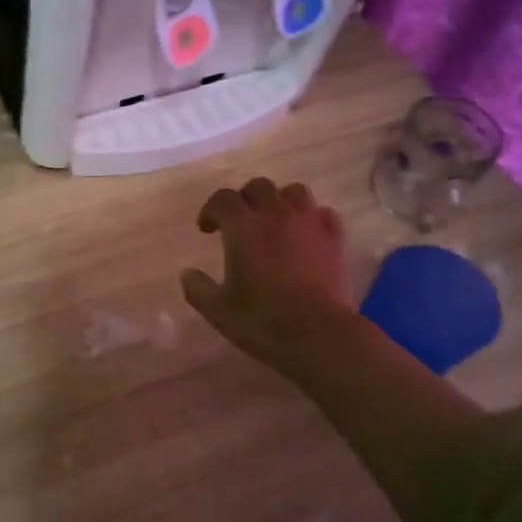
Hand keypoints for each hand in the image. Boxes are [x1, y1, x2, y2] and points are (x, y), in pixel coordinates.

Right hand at [180, 179, 354, 375]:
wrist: (319, 335)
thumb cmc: (263, 321)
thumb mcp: (218, 310)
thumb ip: (198, 288)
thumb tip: (186, 273)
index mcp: (243, 227)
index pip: (222, 199)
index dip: (211, 209)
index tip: (207, 229)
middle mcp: (275, 215)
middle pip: (258, 186)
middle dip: (245, 199)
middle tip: (240, 222)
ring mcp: (309, 223)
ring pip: (294, 191)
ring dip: (280, 201)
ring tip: (275, 221)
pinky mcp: (334, 238)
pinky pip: (322, 213)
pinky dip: (311, 218)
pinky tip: (306, 235)